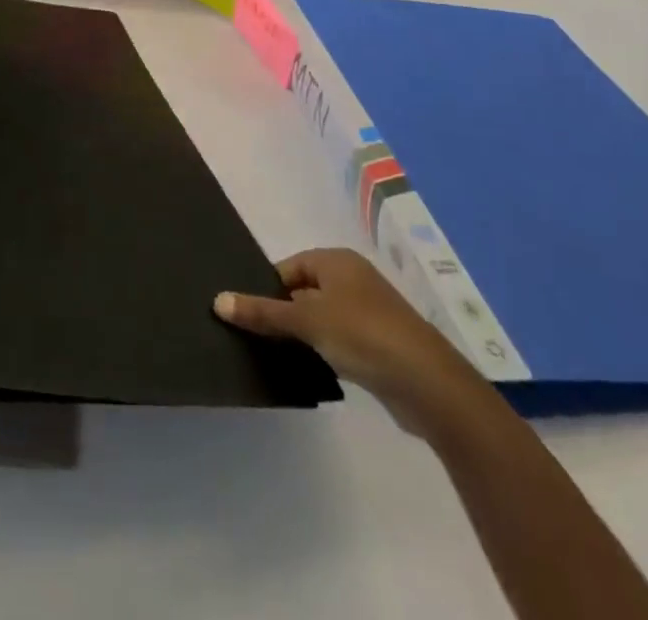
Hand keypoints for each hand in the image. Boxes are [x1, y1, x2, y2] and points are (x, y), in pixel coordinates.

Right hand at [215, 248, 493, 437]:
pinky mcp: (379, 346)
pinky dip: (323, 352)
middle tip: (253, 334)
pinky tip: (309, 370)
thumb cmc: (364, 335)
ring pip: (321, 319)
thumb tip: (217, 300)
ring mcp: (369, 313)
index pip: (288, 268)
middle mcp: (353, 280)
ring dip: (302, 335)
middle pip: (303, 291)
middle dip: (281, 312)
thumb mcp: (306, 321)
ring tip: (274, 354)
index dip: (266, 288)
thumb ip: (263, 312)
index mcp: (336, 261)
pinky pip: (339, 341)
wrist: (430, 386)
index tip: (247, 313)